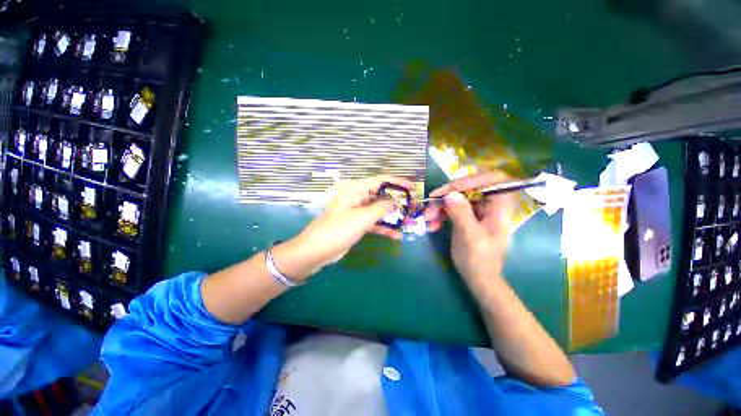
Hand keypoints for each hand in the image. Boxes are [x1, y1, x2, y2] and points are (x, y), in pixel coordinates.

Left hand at [283, 176, 412, 278]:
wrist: (317, 250)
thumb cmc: (339, 229)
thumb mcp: (363, 217)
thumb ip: (382, 207)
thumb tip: (396, 202)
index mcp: (356, 189)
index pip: (381, 180)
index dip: (398, 182)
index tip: (413, 188)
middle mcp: (358, 197)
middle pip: (381, 195)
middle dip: (397, 202)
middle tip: (413, 207)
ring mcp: (358, 211)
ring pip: (379, 210)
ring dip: (392, 216)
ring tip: (409, 222)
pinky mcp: (357, 223)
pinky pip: (374, 222)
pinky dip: (384, 227)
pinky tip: (397, 235)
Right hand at [425, 173, 515, 282]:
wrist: (478, 279)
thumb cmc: (479, 260)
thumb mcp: (470, 237)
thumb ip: (461, 214)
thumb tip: (450, 194)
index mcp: (499, 208)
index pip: (493, 180)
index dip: (473, 180)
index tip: (452, 189)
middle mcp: (489, 205)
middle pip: (469, 188)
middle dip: (448, 195)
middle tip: (431, 202)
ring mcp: (476, 211)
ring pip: (457, 198)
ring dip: (440, 206)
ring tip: (427, 217)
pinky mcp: (465, 217)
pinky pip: (451, 209)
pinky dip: (440, 214)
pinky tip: (432, 225)